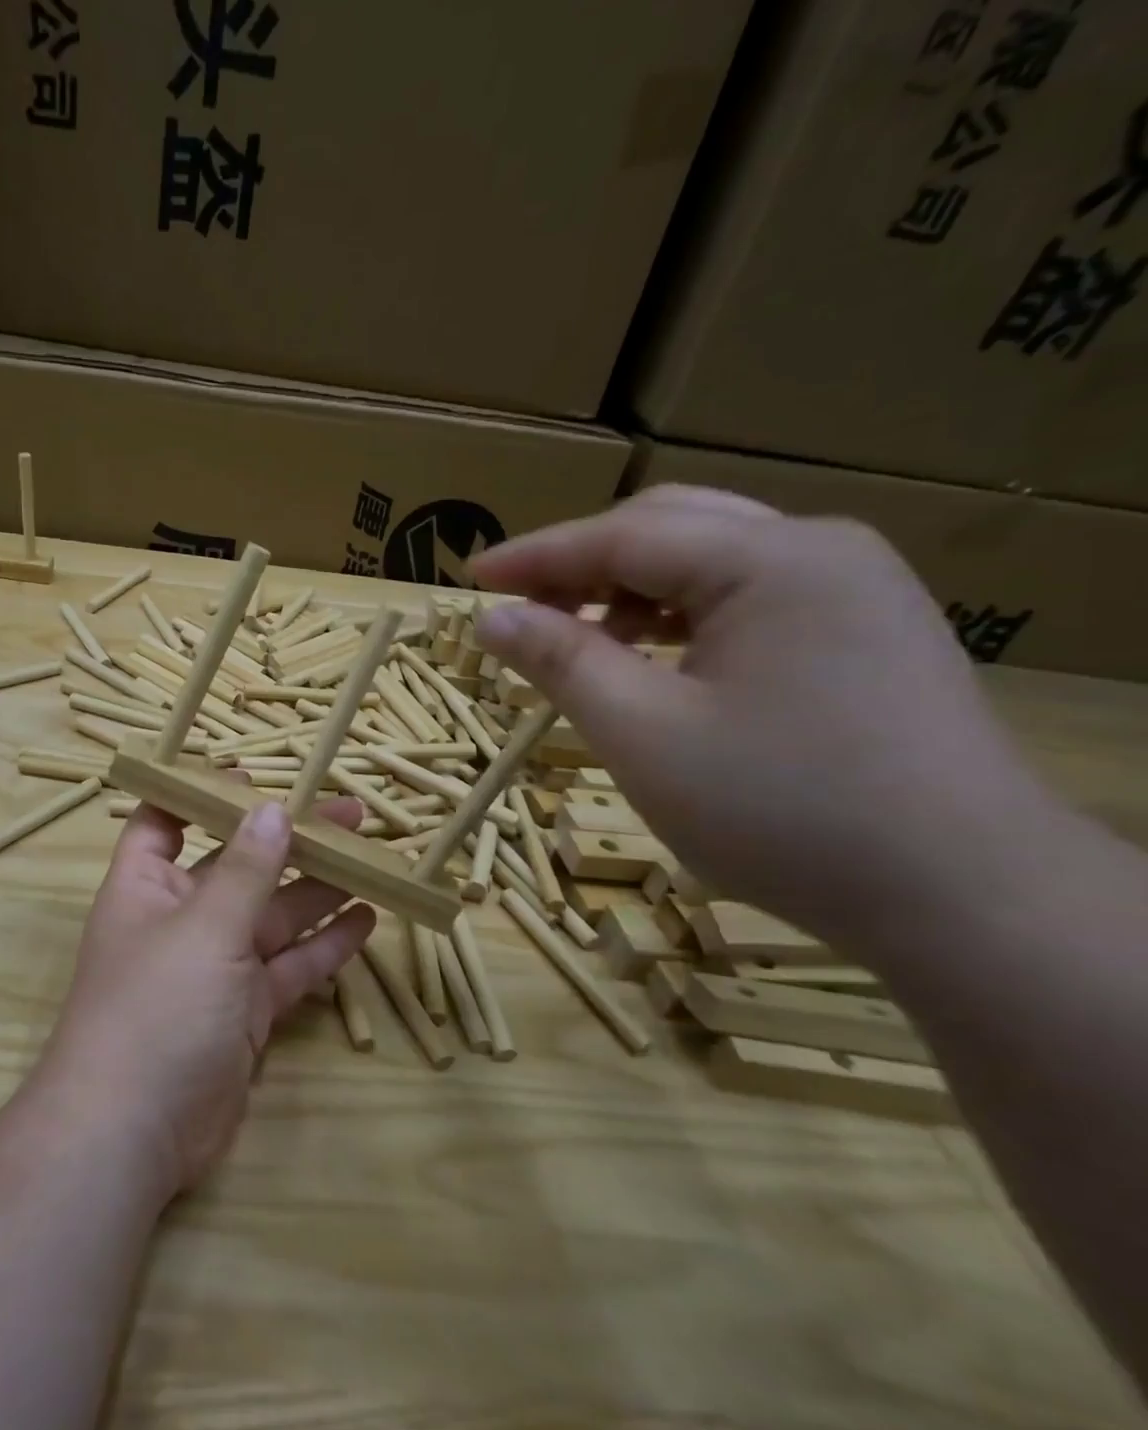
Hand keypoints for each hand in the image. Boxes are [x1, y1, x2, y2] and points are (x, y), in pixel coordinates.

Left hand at [39, 797, 376, 1195]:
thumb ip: (245, 871)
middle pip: (239, 867)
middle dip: (289, 842)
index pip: (166, 822)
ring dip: (318, 891)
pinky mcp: (244, 1012)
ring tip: (370, 860)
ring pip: (273, 918)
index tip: (253, 779)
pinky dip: (324, 948)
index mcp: (147, 887)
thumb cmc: (156, 1007)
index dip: (202, 796)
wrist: (134, 1133)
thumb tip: (272, 809)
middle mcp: (181, 919)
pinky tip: (365, 922)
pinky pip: (288, 969)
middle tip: (350, 816)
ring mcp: (215, 968)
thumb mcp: (204, 929)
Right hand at [468, 485, 1048, 952]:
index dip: (535, 556)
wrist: (963, 897)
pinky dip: (678, 616)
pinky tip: (650, 658)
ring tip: (579, 640)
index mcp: (772, 561)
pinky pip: (745, 598)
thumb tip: (492, 619)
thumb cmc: (781, 810)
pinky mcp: (862, 632)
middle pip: (669, 529)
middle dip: (582, 564)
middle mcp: (820, 552)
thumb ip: (561, 661)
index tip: (469, 578)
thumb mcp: (642, 733)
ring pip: (708, 560)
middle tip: (520, 609)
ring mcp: (853, 590)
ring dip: (629, 590)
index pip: (622, 535)